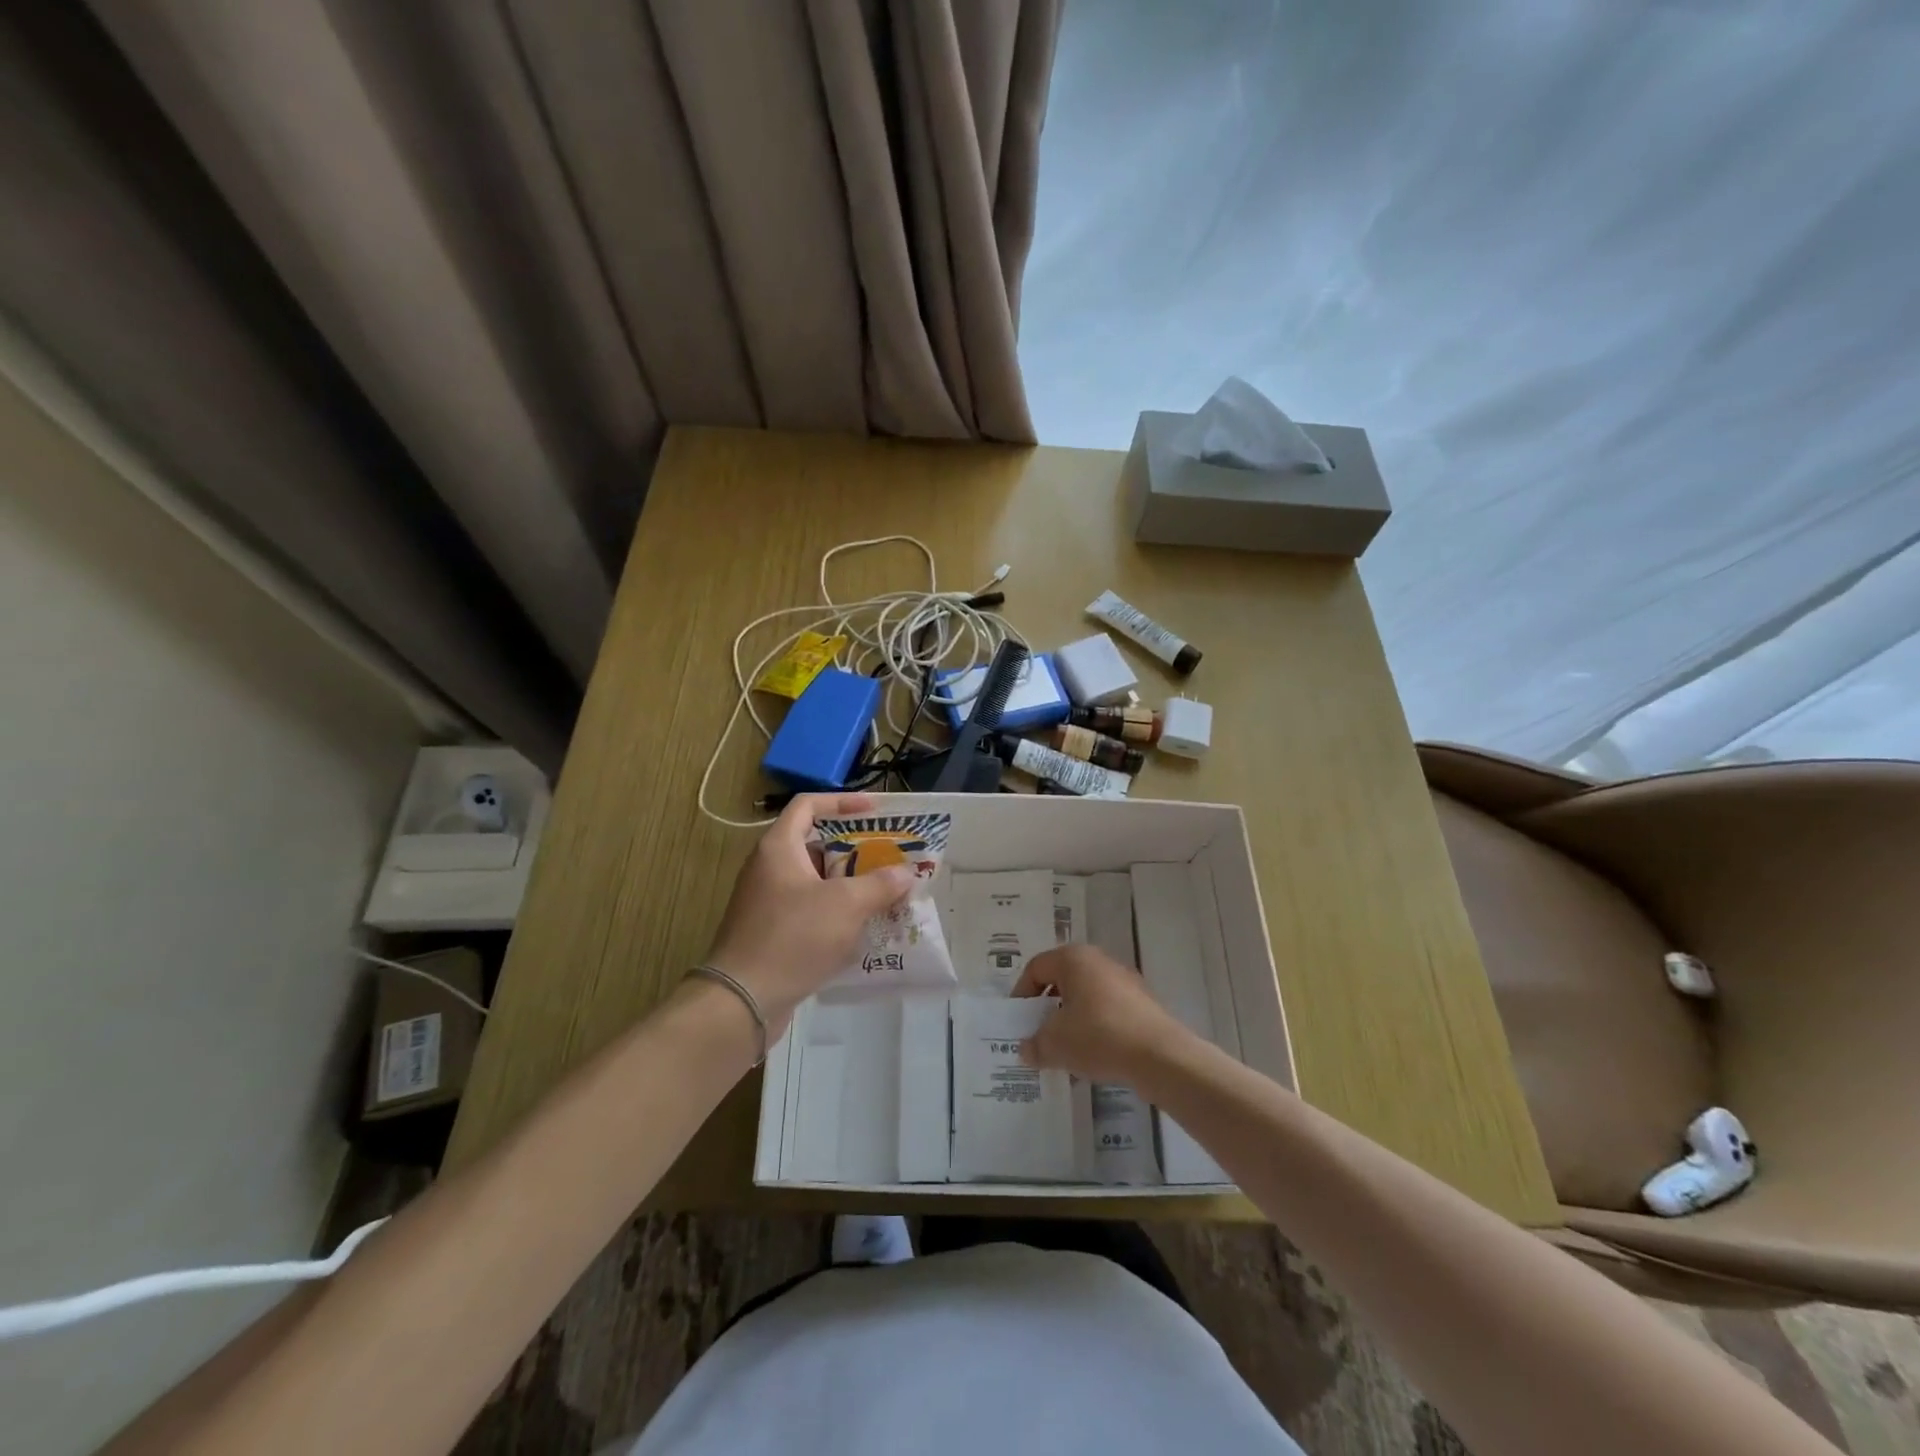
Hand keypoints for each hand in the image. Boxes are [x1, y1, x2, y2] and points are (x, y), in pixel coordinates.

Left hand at [704, 793, 914, 1036]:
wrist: (742, 1000)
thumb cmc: (793, 937)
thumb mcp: (846, 905)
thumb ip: (880, 884)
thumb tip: (906, 873)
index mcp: (779, 848)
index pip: (809, 805)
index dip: (843, 802)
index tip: (875, 811)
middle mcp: (769, 868)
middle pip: (815, 844)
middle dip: (855, 849)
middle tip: (889, 856)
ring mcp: (768, 902)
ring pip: (815, 881)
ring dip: (849, 884)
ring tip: (885, 892)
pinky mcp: (771, 932)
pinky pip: (809, 910)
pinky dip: (836, 912)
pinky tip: (863, 929)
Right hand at [1010, 944, 1190, 1084]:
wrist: (1160, 1056)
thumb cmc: (1098, 1037)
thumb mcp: (1055, 1044)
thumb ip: (1035, 1044)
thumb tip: (1026, 1049)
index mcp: (1074, 958)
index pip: (1036, 968)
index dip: (1022, 994)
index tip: (1018, 1022)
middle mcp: (1099, 960)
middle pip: (1062, 980)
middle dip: (1047, 1008)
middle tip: (1039, 1034)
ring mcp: (1124, 980)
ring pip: (1086, 996)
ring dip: (1071, 1020)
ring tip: (1065, 1051)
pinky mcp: (1142, 1003)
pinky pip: (1107, 1010)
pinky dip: (1094, 1028)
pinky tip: (1093, 1056)